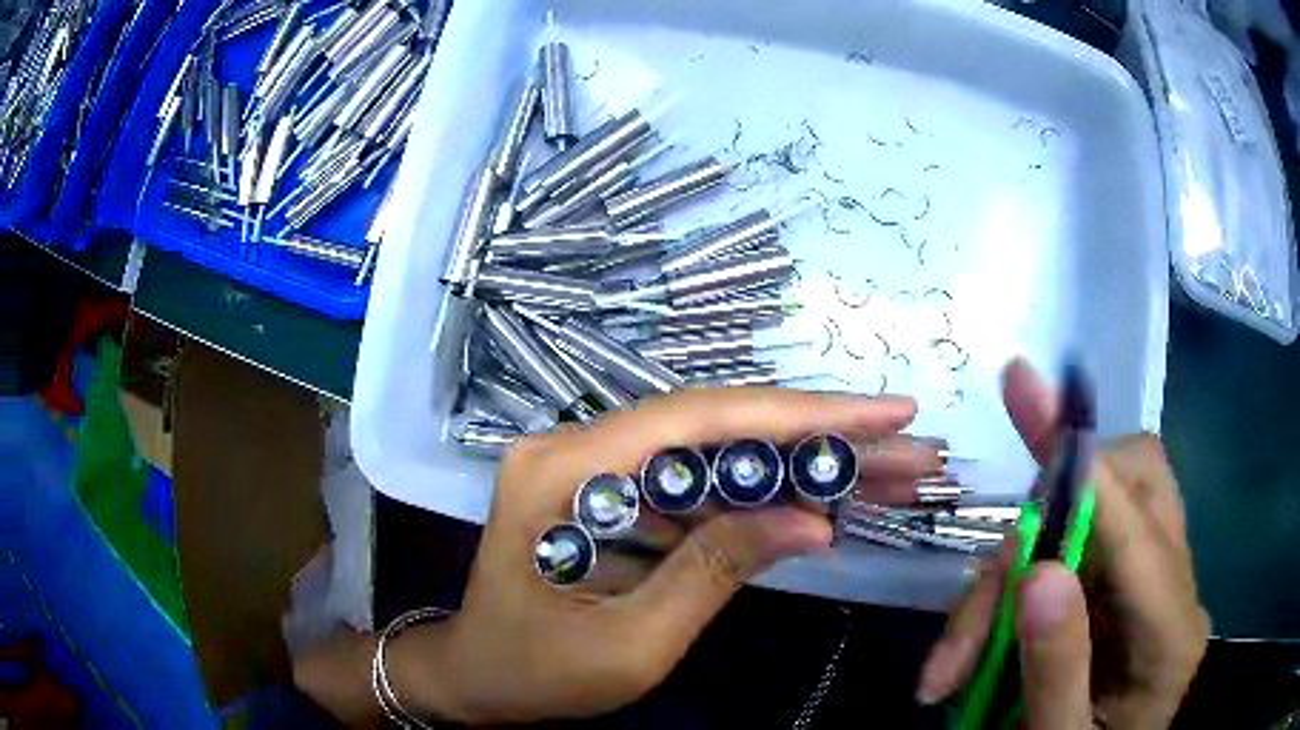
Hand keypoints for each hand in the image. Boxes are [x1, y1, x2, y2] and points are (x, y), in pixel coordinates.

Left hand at [383, 387, 934, 724]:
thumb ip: (717, 570)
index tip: (886, 413)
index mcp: (564, 471)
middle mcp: (580, 446)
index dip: (802, 413)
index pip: (700, 420)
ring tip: (890, 475)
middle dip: (823, 439)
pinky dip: (767, 496)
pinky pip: (701, 485)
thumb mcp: (630, 643)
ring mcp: (599, 465)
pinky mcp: (620, 492)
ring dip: (806, 466)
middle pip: (720, 428)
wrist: (479, 677)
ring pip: (721, 453)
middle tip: (909, 447)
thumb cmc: (536, 671)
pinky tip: (825, 504)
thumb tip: (813, 520)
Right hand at [915, 359, 1209, 728]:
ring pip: (1100, 510)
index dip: (1082, 461)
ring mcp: (1153, 584)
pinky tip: (984, 643)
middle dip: (1052, 514)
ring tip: (960, 658)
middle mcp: (1175, 590)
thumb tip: (1037, 573)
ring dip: (1022, 564)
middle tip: (986, 601)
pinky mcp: (1125, 588)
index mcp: (1172, 637)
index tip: (1028, 387)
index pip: (1138, 527)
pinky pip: (1080, 544)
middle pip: (1135, 486)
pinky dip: (1022, 581)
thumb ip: (1056, 672)